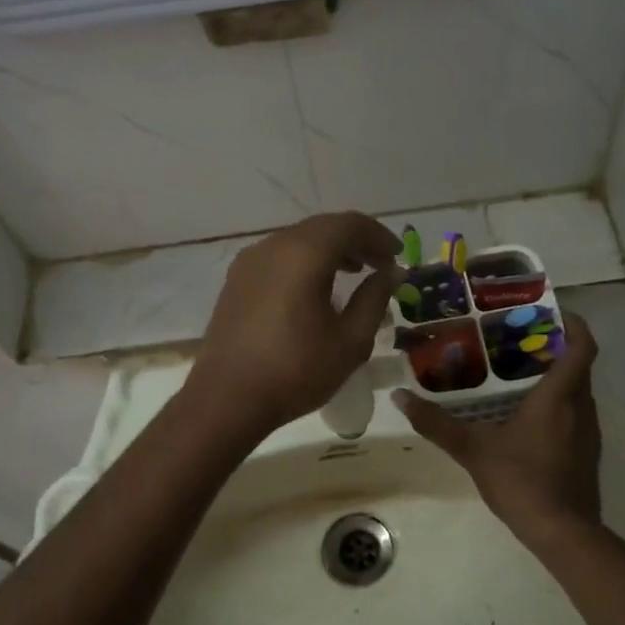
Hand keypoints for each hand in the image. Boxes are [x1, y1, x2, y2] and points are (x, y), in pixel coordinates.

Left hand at [188, 213, 402, 435]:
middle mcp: (273, 246)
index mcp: (304, 254)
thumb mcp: (350, 341)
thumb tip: (388, 273)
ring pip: (298, 240)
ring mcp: (249, 261)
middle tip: (380, 264)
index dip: (378, 235)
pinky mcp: (236, 280)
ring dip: (330, 249)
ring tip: (354, 273)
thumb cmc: (295, 371)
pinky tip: (315, 288)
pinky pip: (279, 256)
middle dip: (356, 240)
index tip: (398, 255)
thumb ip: (374, 300)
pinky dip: (305, 261)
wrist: (226, 399)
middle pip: (322, 227)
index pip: (349, 225)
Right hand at [394, 313, 602, 548]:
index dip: (574, 323)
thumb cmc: (522, 481)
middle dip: (553, 347)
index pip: (582, 345)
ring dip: (555, 376)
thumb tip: (400, 397)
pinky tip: (526, 415)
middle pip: (577, 364)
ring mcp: (588, 432)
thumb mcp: (473, 450)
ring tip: (516, 372)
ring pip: (577, 390)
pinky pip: (575, 413)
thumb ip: (437, 423)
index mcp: (559, 396)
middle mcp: (581, 406)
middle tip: (516, 339)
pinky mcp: (586, 452)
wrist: (563, 533)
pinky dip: (557, 403)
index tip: (550, 311)